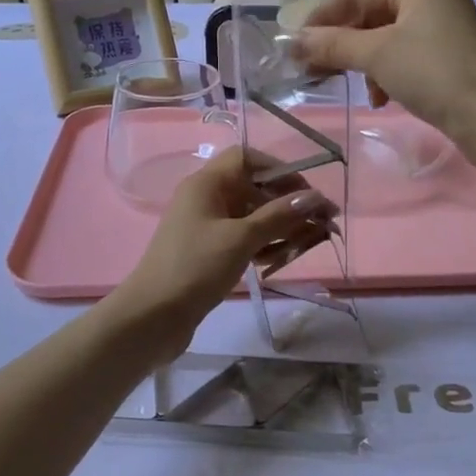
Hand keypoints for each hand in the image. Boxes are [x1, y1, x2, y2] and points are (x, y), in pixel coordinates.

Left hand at [111, 148, 334, 358]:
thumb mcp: (241, 238)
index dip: (279, 169)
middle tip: (322, 222)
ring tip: (314, 241)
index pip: (247, 158)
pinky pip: (243, 239)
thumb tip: (315, 197)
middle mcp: (206, 199)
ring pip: (251, 216)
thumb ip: (280, 216)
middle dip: (288, 202)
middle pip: (254, 188)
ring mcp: (206, 227)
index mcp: (207, 184)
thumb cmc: (195, 267)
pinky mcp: (209, 253)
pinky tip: (285, 257)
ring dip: (282, 226)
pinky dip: (265, 245)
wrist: (152, 317)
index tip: (306, 191)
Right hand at [293, 0, 475, 163]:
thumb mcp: (377, 55)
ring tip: (350, 86)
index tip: (297, 42)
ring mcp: (444, 30)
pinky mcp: (450, 60)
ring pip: (388, 39)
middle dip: (342, 42)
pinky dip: (387, 74)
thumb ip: (334, 44)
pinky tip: (382, 98)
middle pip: (372, 15)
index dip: (323, 15)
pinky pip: (406, 58)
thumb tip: (295, 41)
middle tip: (314, 67)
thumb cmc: (433, 74)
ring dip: (364, 62)